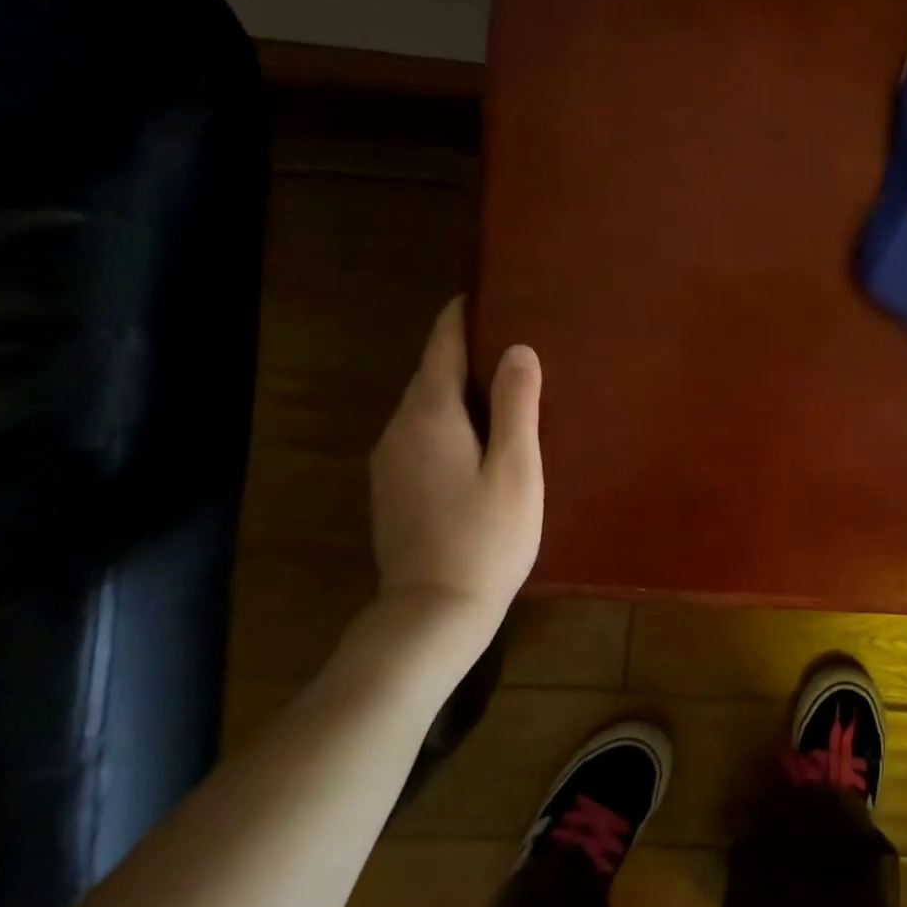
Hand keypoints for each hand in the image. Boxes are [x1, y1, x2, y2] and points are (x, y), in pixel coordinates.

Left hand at [368, 298, 543, 637]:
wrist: (433, 612)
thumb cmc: (486, 536)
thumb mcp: (515, 467)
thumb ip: (516, 404)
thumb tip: (517, 349)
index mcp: (430, 416)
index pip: (440, 348)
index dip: (459, 318)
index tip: (478, 293)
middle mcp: (399, 430)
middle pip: (429, 375)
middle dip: (460, 352)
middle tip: (505, 338)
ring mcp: (390, 462)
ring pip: (424, 407)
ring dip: (454, 388)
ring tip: (497, 383)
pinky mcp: (392, 489)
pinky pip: (420, 434)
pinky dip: (446, 420)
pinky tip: (474, 435)